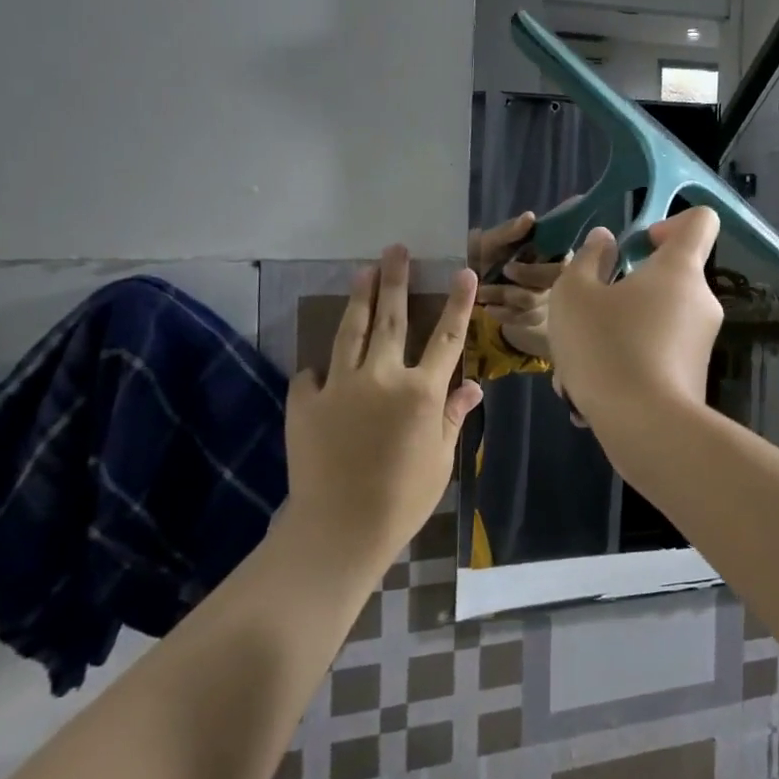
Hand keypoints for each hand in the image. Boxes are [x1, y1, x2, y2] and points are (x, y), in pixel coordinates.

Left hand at [280, 246, 482, 565]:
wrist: (339, 529)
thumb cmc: (403, 498)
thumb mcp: (440, 459)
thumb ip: (453, 416)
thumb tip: (472, 386)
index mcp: (423, 392)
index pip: (447, 337)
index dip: (458, 303)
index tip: (463, 272)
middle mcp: (383, 377)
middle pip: (392, 318)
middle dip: (395, 280)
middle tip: (395, 249)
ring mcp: (341, 386)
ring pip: (351, 331)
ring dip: (359, 298)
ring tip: (363, 271)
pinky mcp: (306, 402)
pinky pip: (313, 374)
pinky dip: (320, 368)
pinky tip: (320, 366)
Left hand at [469, 211, 565, 359]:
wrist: (469, 281)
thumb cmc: (484, 255)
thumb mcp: (491, 241)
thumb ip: (509, 231)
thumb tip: (530, 216)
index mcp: (551, 250)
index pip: (561, 263)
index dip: (537, 270)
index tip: (507, 267)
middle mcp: (557, 274)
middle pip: (552, 286)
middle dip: (519, 284)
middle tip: (492, 283)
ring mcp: (549, 297)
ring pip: (535, 303)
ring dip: (505, 297)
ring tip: (483, 293)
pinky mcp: (537, 315)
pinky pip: (527, 319)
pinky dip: (505, 313)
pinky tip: (490, 307)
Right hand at [547, 209, 724, 433]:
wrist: (645, 429)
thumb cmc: (607, 346)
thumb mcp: (575, 295)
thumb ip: (589, 260)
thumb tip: (605, 241)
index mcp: (680, 269)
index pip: (700, 221)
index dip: (670, 223)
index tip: (637, 246)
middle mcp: (701, 300)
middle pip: (666, 279)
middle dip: (623, 293)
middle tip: (585, 318)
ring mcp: (700, 342)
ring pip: (651, 324)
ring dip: (615, 337)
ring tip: (575, 370)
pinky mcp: (693, 378)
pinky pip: (655, 357)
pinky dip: (626, 366)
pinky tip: (591, 396)